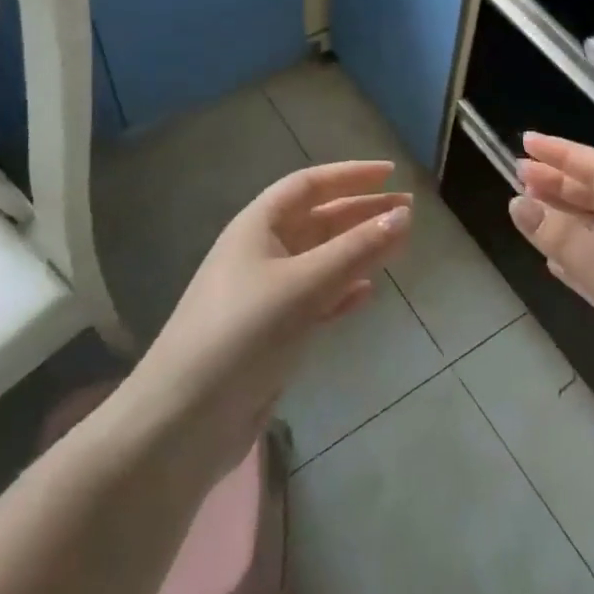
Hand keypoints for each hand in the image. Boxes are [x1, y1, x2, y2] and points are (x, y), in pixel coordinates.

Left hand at [116, 162, 412, 467]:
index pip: (309, 185)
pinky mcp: (270, 332)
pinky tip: (366, 293)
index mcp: (257, 226)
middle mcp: (260, 252)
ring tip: (397, 246)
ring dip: (357, 250)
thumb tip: (404, 216)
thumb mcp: (305, 285)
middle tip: (408, 211)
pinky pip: (315, 297)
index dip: (350, 175)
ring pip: (320, 259)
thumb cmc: (244, 333)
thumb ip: (357, 250)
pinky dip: (342, 290)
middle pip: (318, 220)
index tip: (391, 174)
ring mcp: (264, 294)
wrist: (185, 418)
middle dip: (361, 212)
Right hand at [511, 133, 593, 443]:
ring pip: (592, 230)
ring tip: (524, 205)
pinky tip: (548, 257)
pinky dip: (570, 255)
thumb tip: (516, 202)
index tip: (526, 142)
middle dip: (557, 182)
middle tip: (516, 173)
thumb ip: (563, 239)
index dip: (563, 153)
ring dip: (560, 216)